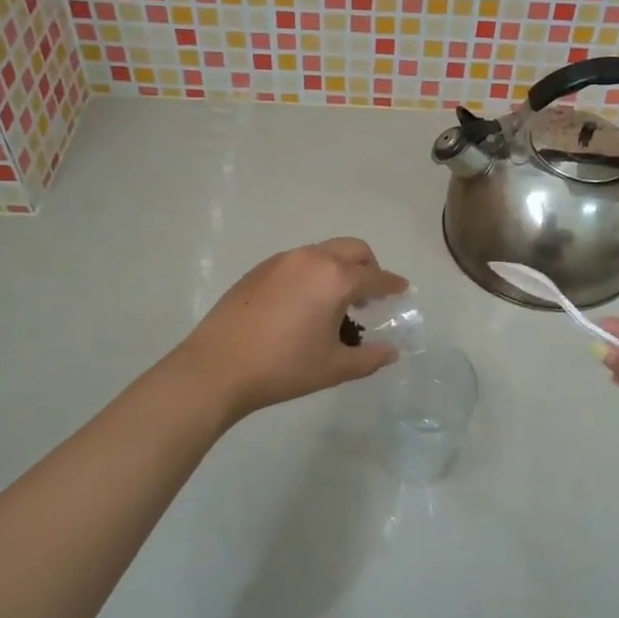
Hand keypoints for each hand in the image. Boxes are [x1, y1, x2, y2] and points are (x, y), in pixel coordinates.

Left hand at [175, 238, 408, 421]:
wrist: (217, 367)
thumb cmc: (283, 368)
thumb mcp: (333, 367)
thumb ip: (369, 358)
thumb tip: (391, 352)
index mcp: (335, 279)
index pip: (375, 277)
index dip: (392, 284)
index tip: (402, 289)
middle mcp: (311, 259)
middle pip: (353, 249)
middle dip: (368, 267)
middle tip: (369, 295)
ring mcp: (282, 260)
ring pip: (324, 252)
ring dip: (339, 268)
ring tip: (335, 302)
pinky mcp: (259, 269)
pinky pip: (299, 261)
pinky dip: (313, 273)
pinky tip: (303, 303)